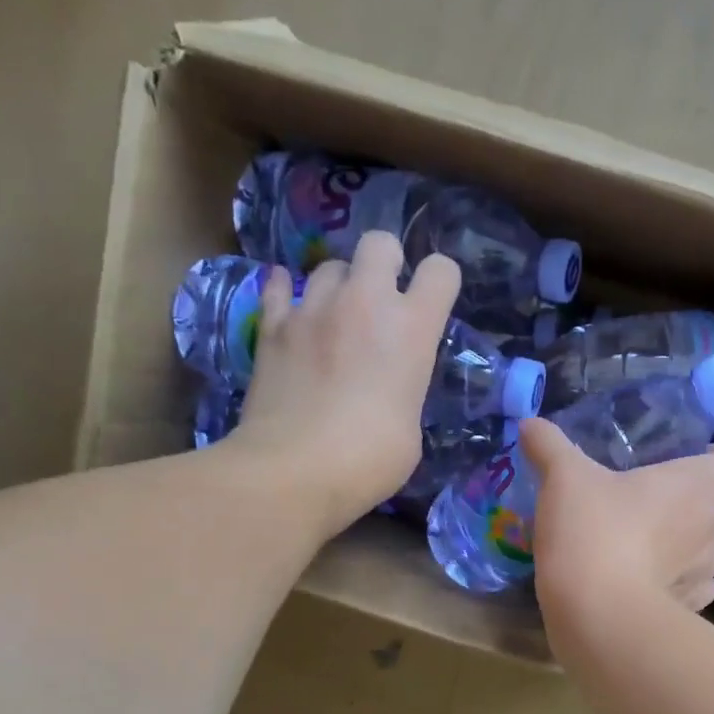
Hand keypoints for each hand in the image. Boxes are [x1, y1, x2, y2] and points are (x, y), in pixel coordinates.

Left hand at [232, 231, 459, 537]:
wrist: (295, 470)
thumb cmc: (370, 459)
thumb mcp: (411, 426)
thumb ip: (406, 388)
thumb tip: (390, 387)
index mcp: (411, 329)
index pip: (441, 271)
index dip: (441, 282)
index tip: (434, 303)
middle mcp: (364, 303)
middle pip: (379, 244)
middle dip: (386, 263)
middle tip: (383, 300)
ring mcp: (312, 309)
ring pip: (329, 266)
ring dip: (339, 286)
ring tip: (336, 317)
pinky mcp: (272, 326)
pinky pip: (279, 288)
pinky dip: (287, 293)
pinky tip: (291, 306)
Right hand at [520, 416, 713, 628]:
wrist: (599, 614)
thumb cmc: (592, 532)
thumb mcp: (563, 479)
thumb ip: (549, 447)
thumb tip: (530, 423)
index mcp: (693, 486)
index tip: (698, 462)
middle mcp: (709, 528)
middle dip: (704, 517)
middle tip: (663, 516)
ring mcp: (703, 575)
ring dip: (697, 556)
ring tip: (660, 555)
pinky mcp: (687, 612)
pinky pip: (695, 595)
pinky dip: (679, 591)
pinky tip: (648, 590)